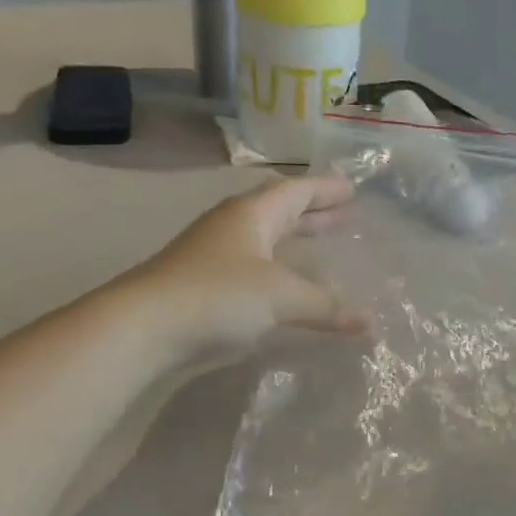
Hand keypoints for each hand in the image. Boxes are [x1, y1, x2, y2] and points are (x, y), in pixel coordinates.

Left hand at [132, 175, 368, 356]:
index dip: (325, 189)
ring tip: (320, 244)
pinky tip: (286, 285)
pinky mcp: (204, 283)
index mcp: (251, 214)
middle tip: (344, 214)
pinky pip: (253, 265)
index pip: (295, 190)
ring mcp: (214, 254)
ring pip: (264, 238)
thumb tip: (371, 321)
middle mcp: (232, 226)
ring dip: (293, 238)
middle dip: (312, 212)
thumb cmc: (217, 295)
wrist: (144, 327)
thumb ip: (327, 306)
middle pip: (279, 210)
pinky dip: (278, 268)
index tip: (352, 189)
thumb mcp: (281, 296)